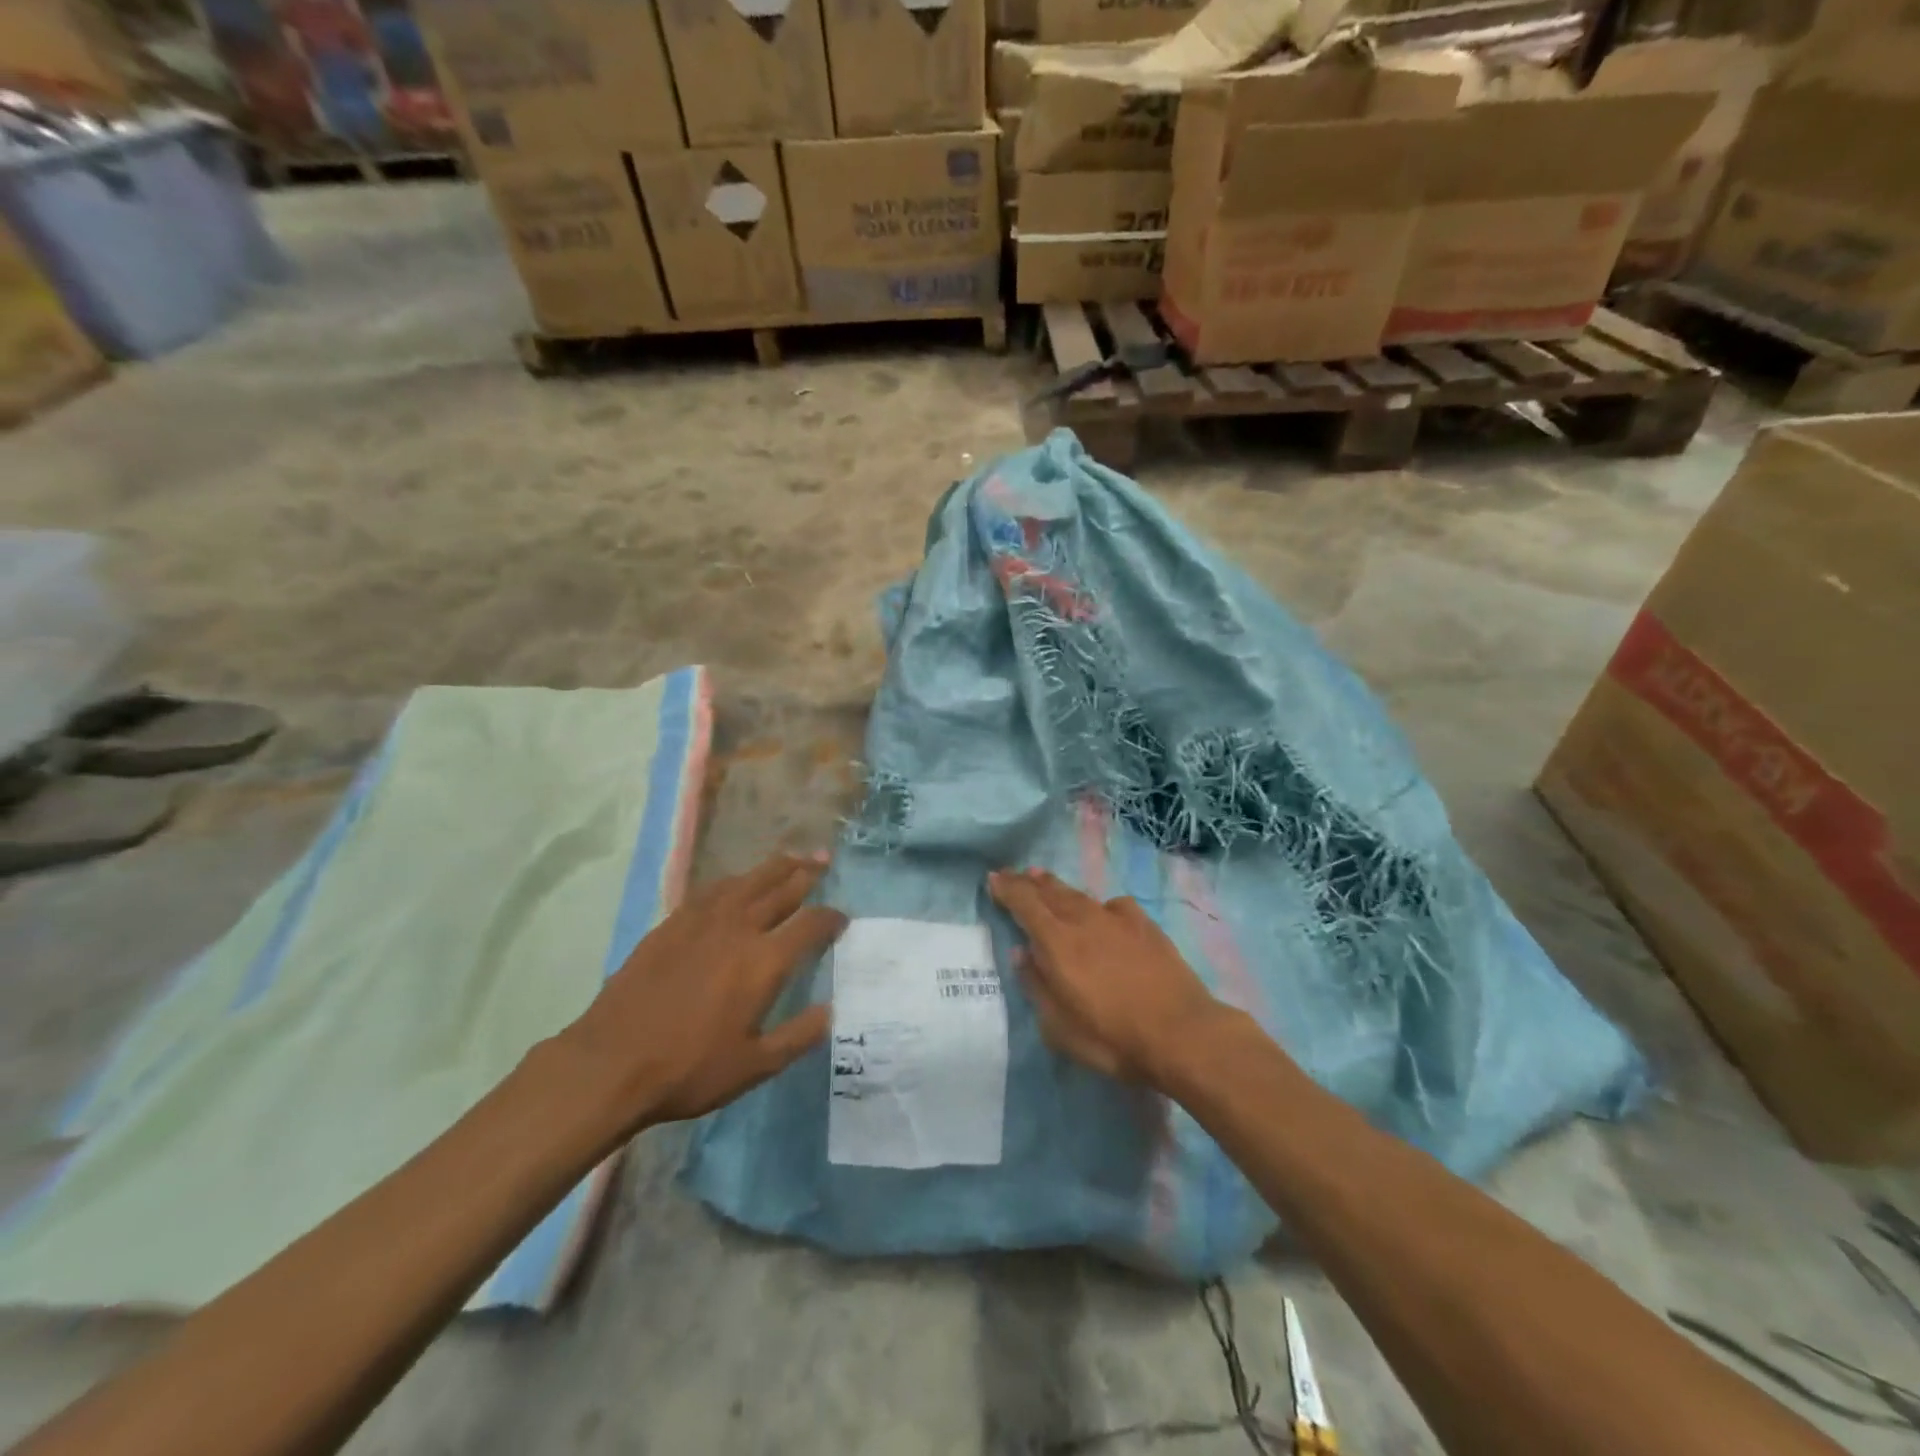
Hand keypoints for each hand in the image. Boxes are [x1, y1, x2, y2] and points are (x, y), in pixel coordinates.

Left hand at [557, 852, 845, 1130]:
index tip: (842, 918)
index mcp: (764, 961)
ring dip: (774, 867)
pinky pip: (712, 889)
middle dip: (808, 873)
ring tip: (791, 858)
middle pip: (781, 888)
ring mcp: (702, 921)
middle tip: (824, 860)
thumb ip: (799, 1036)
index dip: (832, 917)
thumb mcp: (755, 1066)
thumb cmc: (689, 1069)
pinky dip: (734, 881)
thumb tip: (832, 1010)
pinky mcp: (672, 924)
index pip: (811, 924)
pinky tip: (737, 883)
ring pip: (747, 880)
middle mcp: (738, 929)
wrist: (611, 1063)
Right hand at [989, 867, 1227, 1087]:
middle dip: (1027, 882)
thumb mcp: (1059, 1028)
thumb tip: (1022, 954)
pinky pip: (1113, 906)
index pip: (1024, 904)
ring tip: (1044, 878)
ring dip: (1058, 887)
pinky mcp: (1145, 926)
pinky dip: (1098, 905)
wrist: (1182, 1034)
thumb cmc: (1113, 1039)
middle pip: (1050, 892)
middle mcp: (1084, 921)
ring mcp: (1117, 919)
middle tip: (1013, 873)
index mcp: (1057, 943)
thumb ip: (1037, 987)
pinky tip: (1101, 910)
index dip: (1007, 889)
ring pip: (1079, 895)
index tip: (993, 879)